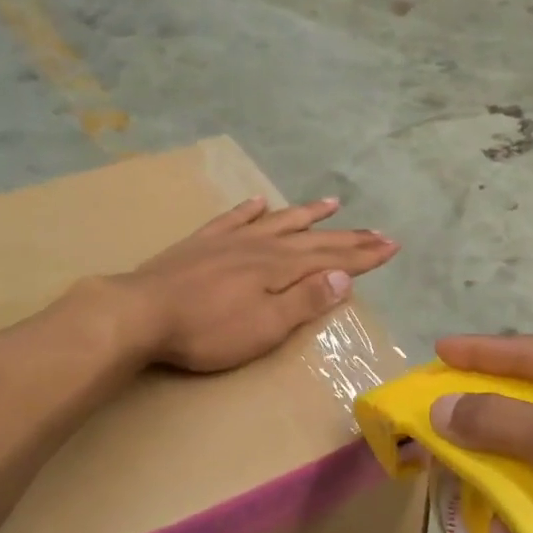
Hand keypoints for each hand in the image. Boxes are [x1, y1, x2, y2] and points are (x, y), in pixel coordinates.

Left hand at [114, 196, 397, 372]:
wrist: (140, 312)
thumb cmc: (208, 330)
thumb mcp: (265, 326)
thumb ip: (305, 300)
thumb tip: (344, 277)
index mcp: (280, 268)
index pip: (333, 260)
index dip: (364, 255)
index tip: (392, 245)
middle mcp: (261, 246)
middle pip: (313, 239)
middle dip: (349, 237)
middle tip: (379, 231)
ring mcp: (229, 241)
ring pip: (277, 221)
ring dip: (306, 214)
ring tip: (332, 203)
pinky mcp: (201, 244)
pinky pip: (232, 219)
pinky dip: (249, 210)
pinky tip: (258, 202)